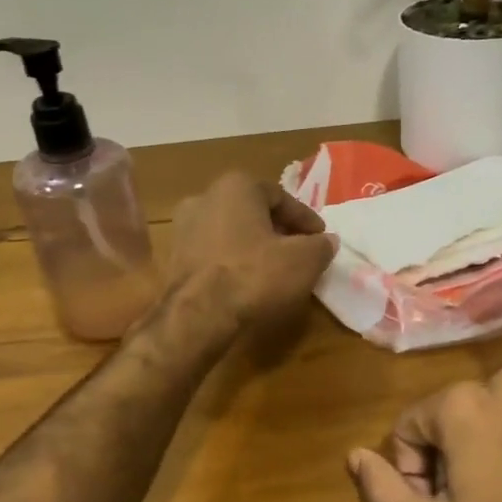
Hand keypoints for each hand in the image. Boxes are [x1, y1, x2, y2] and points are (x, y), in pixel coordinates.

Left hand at [168, 172, 335, 336]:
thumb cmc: (254, 275)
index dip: (305, 219)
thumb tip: (327, 241)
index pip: (280, 197)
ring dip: (253, 246)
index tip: (320, 238)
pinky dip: (232, 262)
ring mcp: (183, 228)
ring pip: (231, 232)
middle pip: (253, 212)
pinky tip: (247, 282)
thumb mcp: (304, 260)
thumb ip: (320, 246)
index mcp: (236, 186)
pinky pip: (214, 253)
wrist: (198, 315)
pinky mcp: (173, 258)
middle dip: (278, 230)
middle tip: (299, 251)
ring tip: (274, 269)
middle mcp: (204, 198)